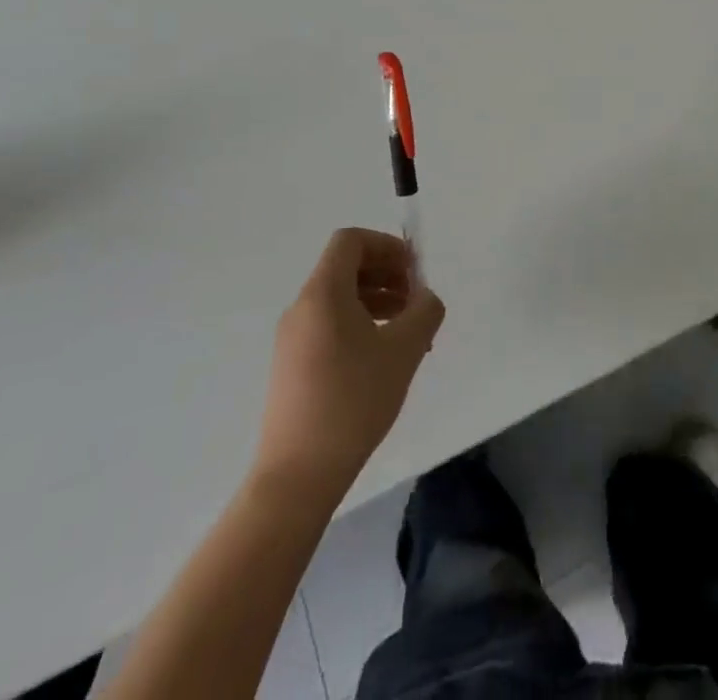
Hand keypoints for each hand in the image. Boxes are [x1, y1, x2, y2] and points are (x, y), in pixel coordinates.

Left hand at [250, 227, 444, 511]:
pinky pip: (330, 325)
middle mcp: (302, 308)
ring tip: (408, 331)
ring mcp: (292, 339)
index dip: (386, 246)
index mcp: (323, 294)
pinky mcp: (292, 366)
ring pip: (339, 298)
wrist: (297, 475)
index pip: (351, 241)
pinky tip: (383, 357)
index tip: (414, 271)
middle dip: (387, 274)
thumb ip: (424, 310)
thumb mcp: (404, 350)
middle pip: (345, 267)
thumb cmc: (353, 401)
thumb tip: (425, 297)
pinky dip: (360, 324)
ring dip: (377, 300)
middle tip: (416, 301)